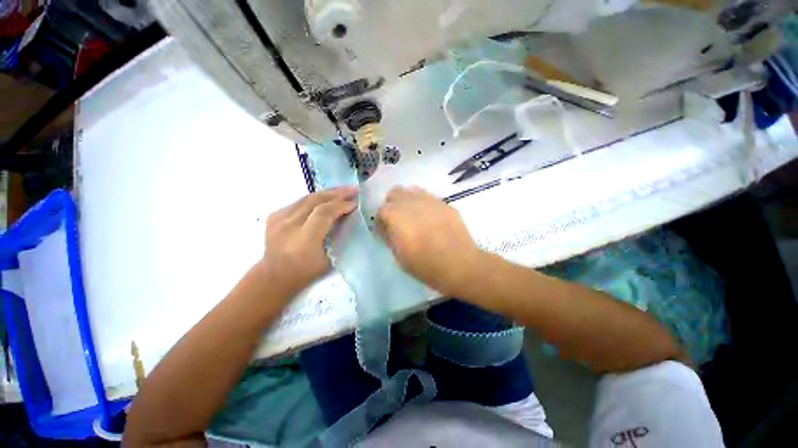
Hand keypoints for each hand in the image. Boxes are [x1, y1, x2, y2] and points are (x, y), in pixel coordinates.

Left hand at [259, 187, 357, 295]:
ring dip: (327, 193)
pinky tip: (325, 199)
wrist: (274, 275)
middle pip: (314, 200)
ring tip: (342, 191)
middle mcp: (289, 225)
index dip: (341, 205)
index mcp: (303, 239)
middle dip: (336, 193)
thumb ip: (337, 237)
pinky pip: (299, 202)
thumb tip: (347, 217)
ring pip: (307, 198)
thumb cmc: (305, 272)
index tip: (354, 204)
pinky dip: (315, 199)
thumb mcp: (328, 259)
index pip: (324, 213)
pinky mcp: (274, 215)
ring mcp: (278, 218)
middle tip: (352, 189)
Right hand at [377, 186, 482, 294]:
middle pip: (395, 192)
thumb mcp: (399, 257)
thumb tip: (388, 229)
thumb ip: (390, 238)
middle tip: (398, 220)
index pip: (381, 210)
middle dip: (392, 204)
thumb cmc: (425, 265)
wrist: (459, 264)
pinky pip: (430, 198)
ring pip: (413, 191)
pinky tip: (431, 219)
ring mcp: (430, 200)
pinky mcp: (445, 204)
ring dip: (408, 201)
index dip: (381, 221)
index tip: (385, 232)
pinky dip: (425, 205)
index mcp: (396, 215)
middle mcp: (411, 202)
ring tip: (414, 217)